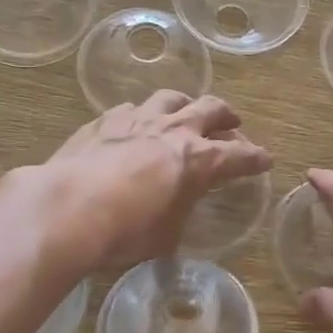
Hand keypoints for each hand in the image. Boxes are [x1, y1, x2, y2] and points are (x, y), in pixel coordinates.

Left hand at [35, 92, 271, 271]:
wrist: (67, 208)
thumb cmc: (125, 231)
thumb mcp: (165, 236)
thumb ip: (178, 213)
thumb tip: (175, 210)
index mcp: (198, 160)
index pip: (239, 156)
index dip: (256, 159)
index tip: (265, 160)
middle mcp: (174, 130)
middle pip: (211, 109)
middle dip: (226, 116)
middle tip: (232, 124)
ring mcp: (138, 119)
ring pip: (172, 97)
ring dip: (185, 104)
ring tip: (185, 112)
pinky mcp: (105, 120)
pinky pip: (132, 108)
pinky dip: (143, 115)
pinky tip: (135, 124)